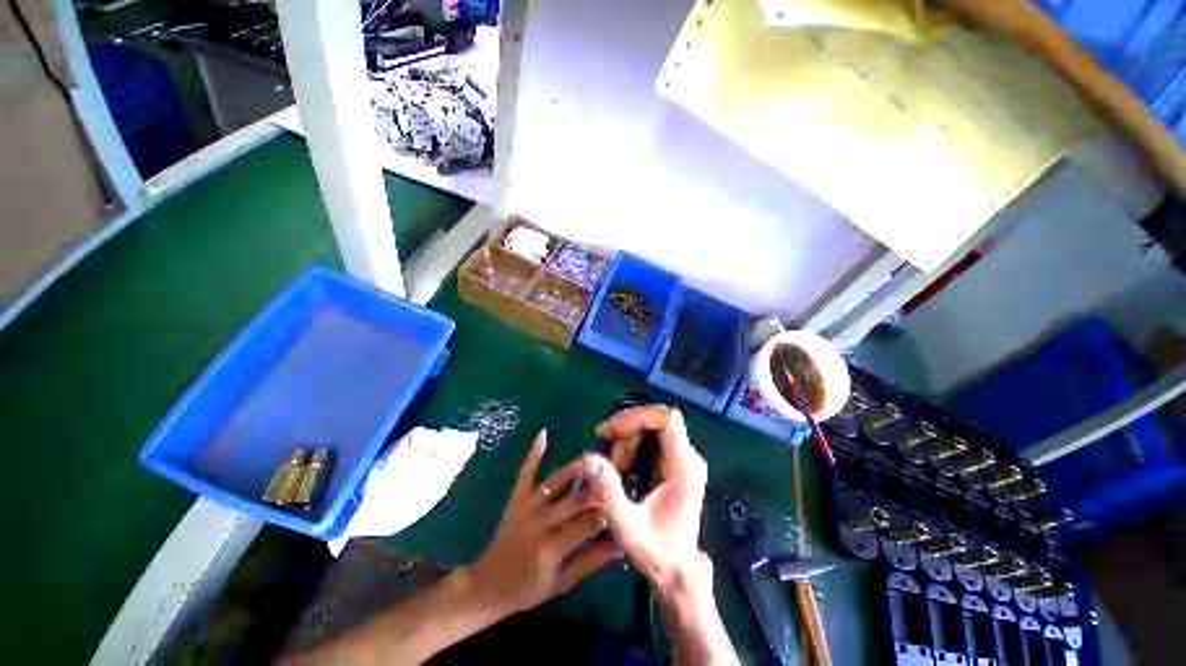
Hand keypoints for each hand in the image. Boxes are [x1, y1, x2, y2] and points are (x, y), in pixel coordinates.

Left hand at [464, 430, 619, 615]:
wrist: (487, 585)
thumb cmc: (527, 589)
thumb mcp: (561, 583)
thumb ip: (589, 562)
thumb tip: (618, 544)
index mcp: (551, 549)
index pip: (587, 524)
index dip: (607, 513)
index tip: (622, 504)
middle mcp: (539, 523)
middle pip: (574, 500)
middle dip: (597, 488)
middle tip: (615, 477)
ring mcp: (526, 507)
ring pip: (555, 482)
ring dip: (575, 468)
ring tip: (594, 458)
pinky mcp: (516, 498)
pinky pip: (526, 472)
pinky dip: (534, 453)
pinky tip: (544, 434)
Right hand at [585, 407, 709, 593]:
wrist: (678, 572)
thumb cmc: (656, 552)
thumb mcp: (627, 527)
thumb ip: (609, 493)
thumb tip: (589, 458)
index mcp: (683, 468)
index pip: (667, 419)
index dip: (638, 416)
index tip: (611, 430)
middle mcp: (688, 458)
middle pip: (657, 420)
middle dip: (628, 426)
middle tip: (605, 441)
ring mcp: (684, 460)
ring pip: (654, 427)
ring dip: (629, 437)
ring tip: (613, 462)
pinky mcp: (676, 464)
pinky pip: (653, 440)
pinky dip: (633, 444)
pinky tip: (621, 463)